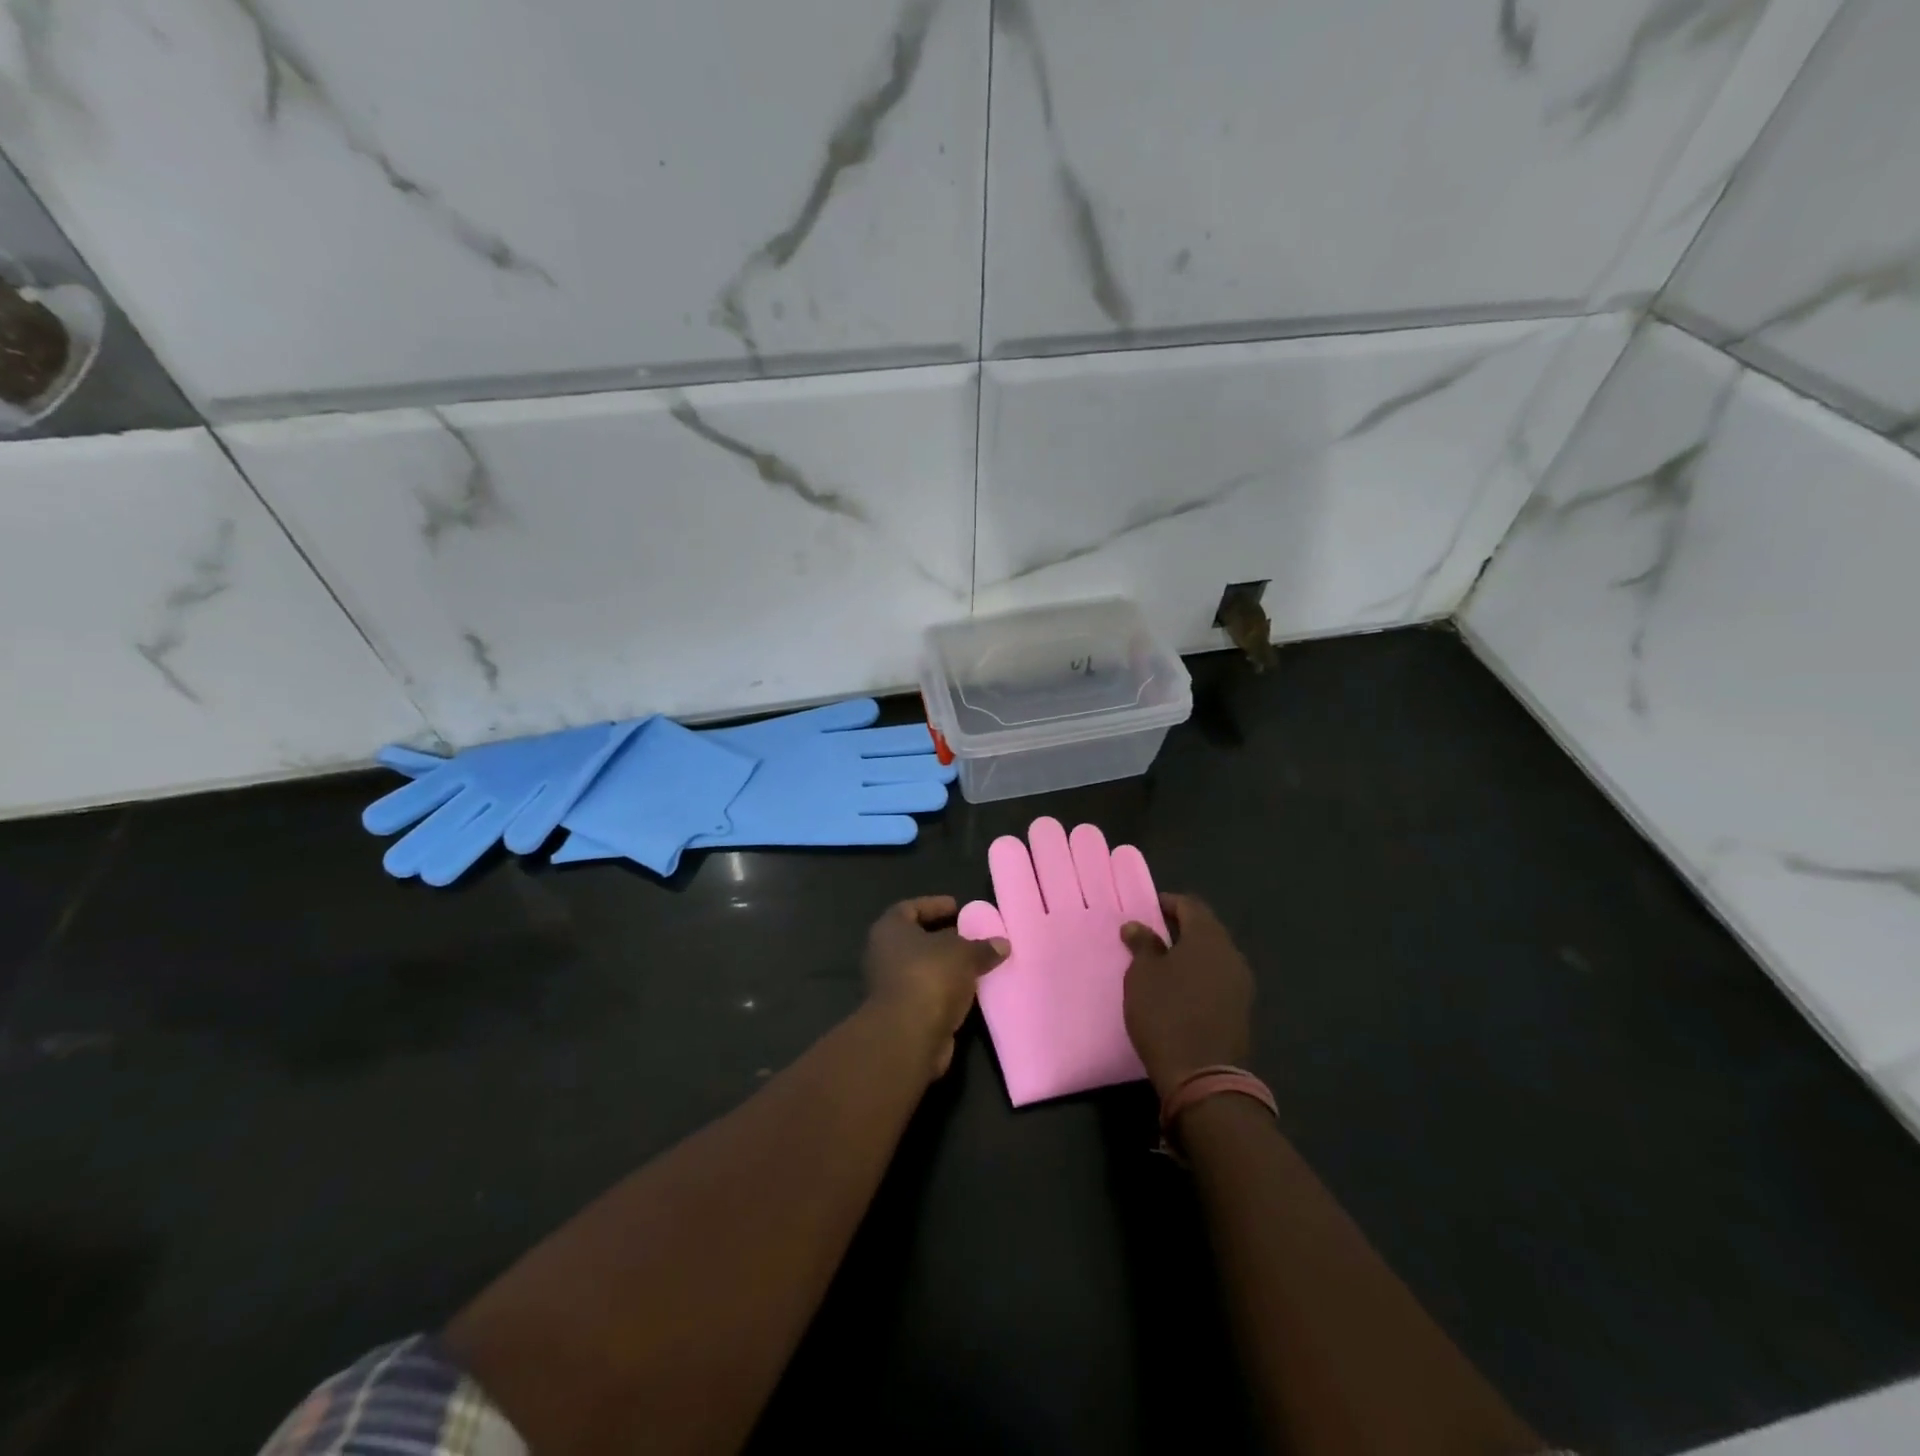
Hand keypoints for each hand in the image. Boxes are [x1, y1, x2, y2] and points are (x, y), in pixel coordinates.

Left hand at [864, 896, 1008, 1078]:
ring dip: (948, 967)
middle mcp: (884, 954)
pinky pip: (929, 993)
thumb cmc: (930, 977)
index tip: (959, 908)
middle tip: (973, 936)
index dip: (935, 905)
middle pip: (917, 940)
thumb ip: (982, 947)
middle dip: (945, 938)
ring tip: (978, 963)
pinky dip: (947, 990)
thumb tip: (1002, 944)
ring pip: (924, 969)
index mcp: (890, 929)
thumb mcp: (964, 954)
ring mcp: (890, 986)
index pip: (911, 908)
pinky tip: (972, 990)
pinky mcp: (902, 1014)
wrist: (909, 1035)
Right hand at [1121, 894, 1253, 1098]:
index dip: (1169, 903)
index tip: (1148, 909)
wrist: (1201, 1076)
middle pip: (1206, 929)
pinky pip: (1218, 978)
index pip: (1191, 906)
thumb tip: (1137, 926)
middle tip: (1153, 933)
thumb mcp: (1143, 975)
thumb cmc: (1165, 1014)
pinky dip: (1200, 974)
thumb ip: (1143, 945)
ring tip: (1163, 962)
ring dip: (1191, 953)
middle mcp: (1231, 955)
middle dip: (1181, 927)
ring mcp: (1241, 984)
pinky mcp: (1241, 1010)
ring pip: (1214, 955)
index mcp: (1209, 938)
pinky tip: (1180, 987)